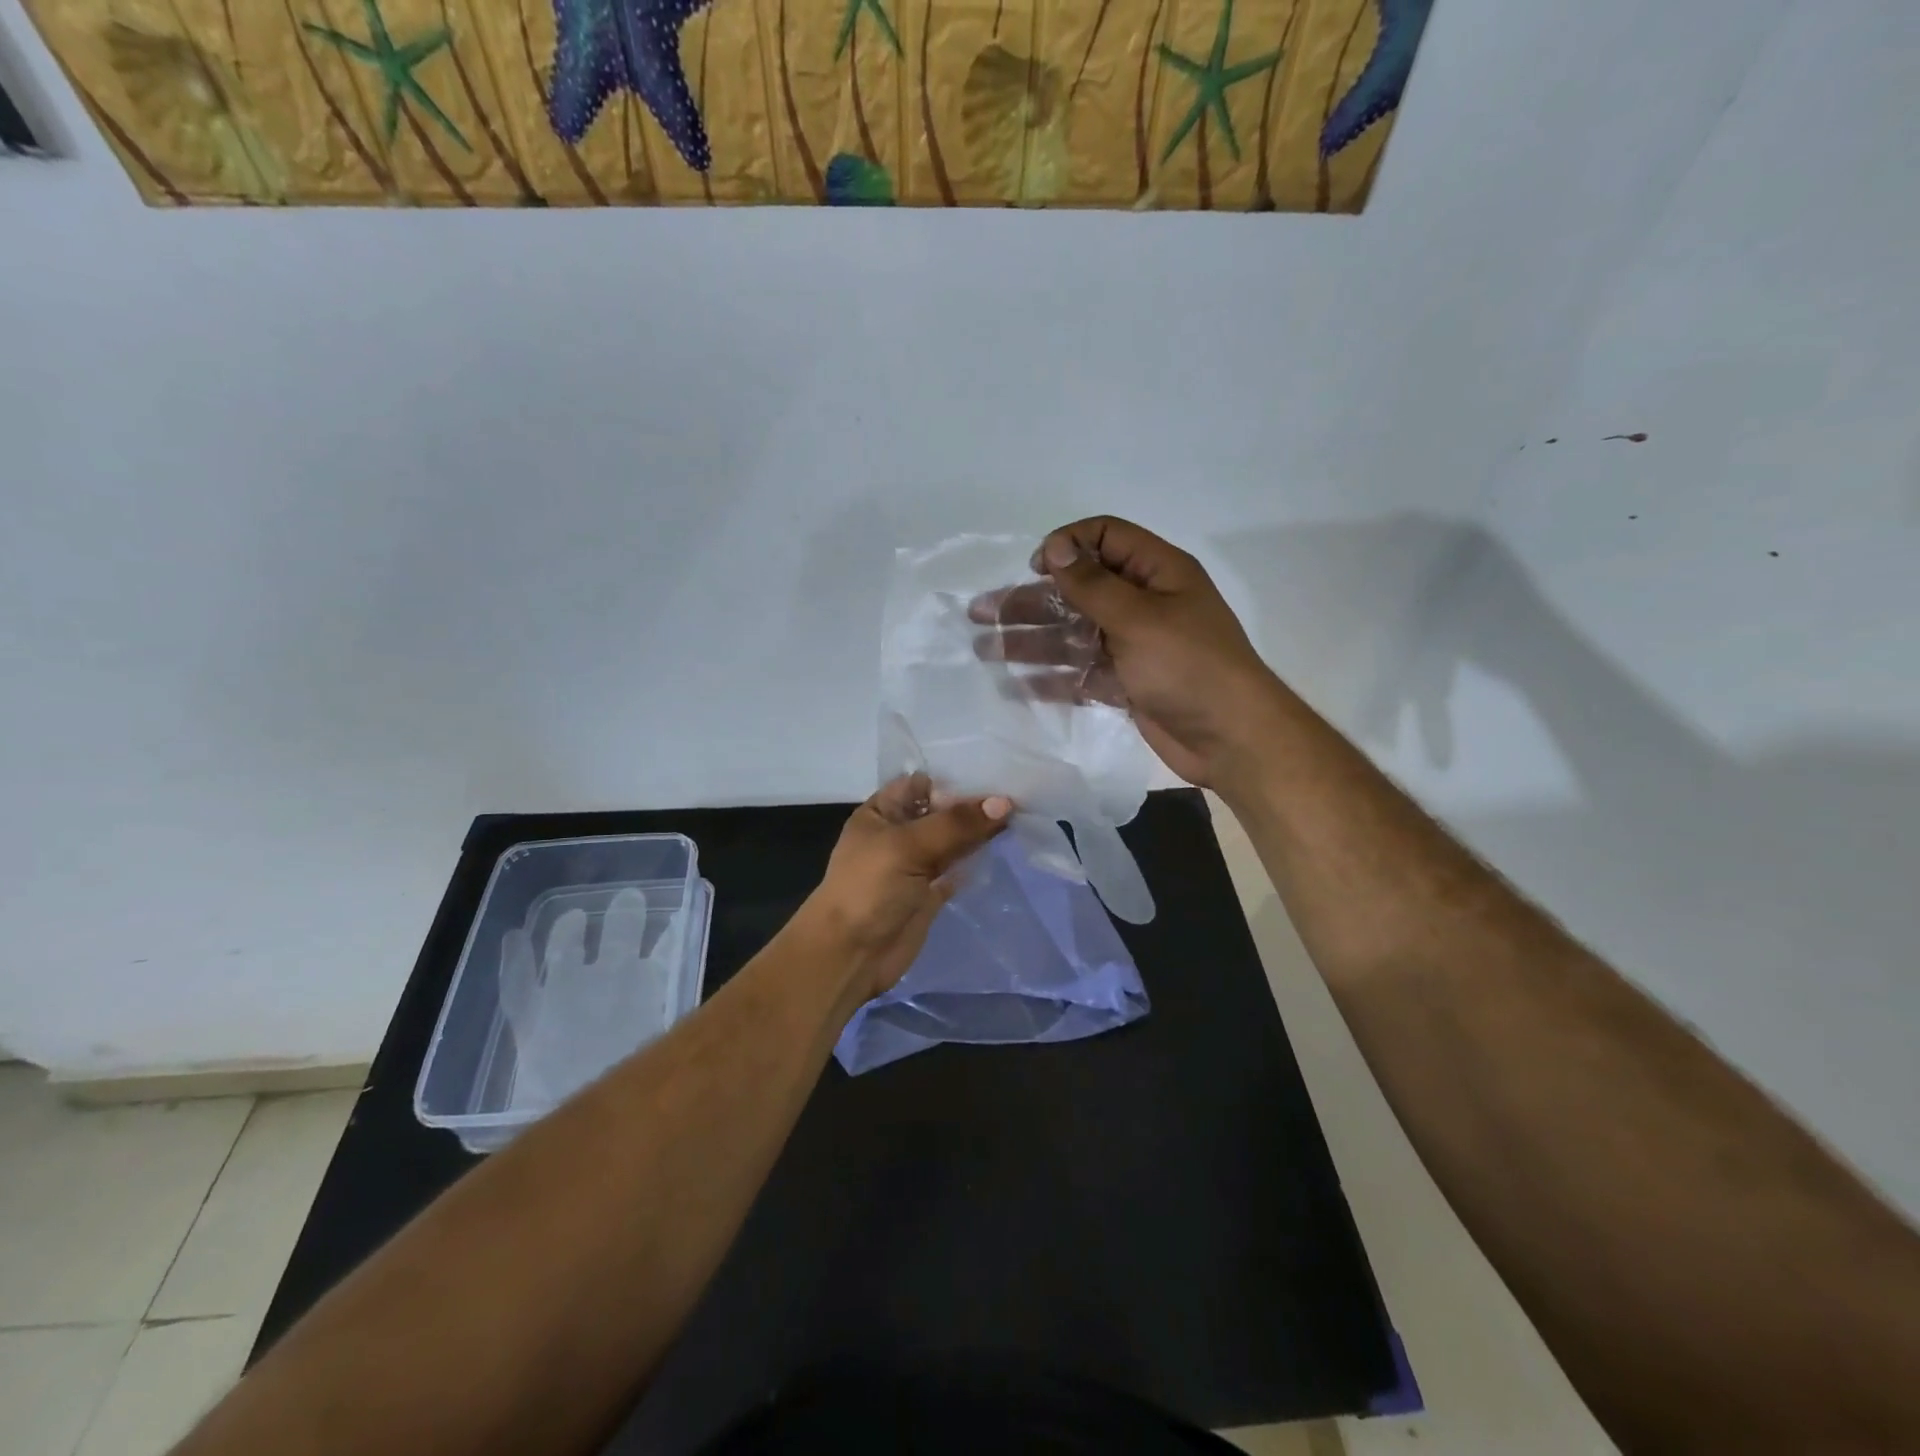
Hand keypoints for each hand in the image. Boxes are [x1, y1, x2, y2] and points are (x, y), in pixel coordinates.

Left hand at [800, 774, 1011, 1004]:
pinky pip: (958, 867)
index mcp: (882, 812)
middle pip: (941, 811)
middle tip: (1018, 793)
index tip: (995, 772)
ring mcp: (916, 864)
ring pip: (953, 839)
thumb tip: (1003, 803)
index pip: (921, 783)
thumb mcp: (907, 846)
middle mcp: (899, 833)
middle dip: (974, 804)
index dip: (954, 778)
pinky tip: (1004, 846)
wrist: (850, 954)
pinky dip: (977, 859)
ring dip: (979, 830)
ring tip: (1020, 815)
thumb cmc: (869, 889)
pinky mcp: (931, 892)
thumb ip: (955, 824)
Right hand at [967, 516, 1283, 789]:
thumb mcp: (1139, 617)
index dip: (1068, 546)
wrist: (1230, 739)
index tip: (1034, 568)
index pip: (1106, 538)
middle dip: (1031, 600)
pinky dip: (1053, 677)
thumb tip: (1055, 545)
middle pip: (1079, 591)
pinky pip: (1082, 672)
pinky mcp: (1127, 684)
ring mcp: (1134, 647)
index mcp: (1157, 572)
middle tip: (981, 613)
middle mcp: (1144, 604)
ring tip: (985, 648)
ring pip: (1074, 634)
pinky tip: (1016, 683)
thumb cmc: (1188, 667)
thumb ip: (1092, 584)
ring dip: (1032, 639)